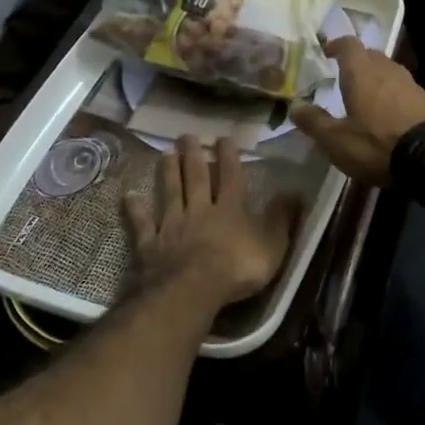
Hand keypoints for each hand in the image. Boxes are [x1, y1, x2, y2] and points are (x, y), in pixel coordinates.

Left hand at [123, 135, 297, 310]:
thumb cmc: (238, 268)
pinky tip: (129, 198)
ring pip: (170, 193)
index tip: (224, 138)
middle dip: (193, 155)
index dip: (229, 157)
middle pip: (196, 178)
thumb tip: (295, 191)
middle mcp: (200, 210)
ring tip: (165, 153)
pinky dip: (136, 210)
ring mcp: (173, 225)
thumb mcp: (272, 244)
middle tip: (186, 135)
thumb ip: (282, 217)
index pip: (232, 176)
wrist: (192, 289)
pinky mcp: (151, 244)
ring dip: (168, 172)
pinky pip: (142, 224)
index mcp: (231, 209)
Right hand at [291, 37, 424, 186]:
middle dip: (357, 61)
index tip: (327, 51)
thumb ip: (314, 121)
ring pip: (389, 71)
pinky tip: (389, 114)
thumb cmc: (376, 144)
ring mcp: (411, 84)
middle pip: (371, 55)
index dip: (337, 45)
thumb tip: (294, 106)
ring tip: (366, 95)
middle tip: (344, 75)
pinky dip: (393, 95)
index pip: (349, 45)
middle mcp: (387, 70)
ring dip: (376, 78)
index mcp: (362, 73)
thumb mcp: (336, 140)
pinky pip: (404, 90)